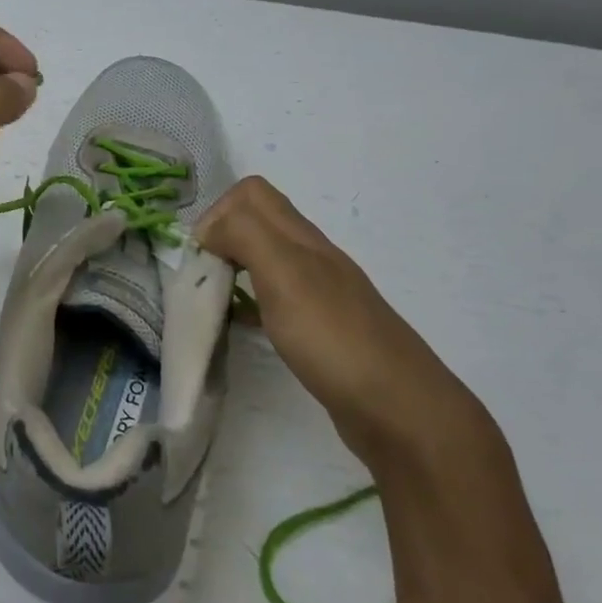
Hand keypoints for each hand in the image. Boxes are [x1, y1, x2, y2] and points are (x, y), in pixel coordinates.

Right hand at [198, 176, 492, 472]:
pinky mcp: (321, 329)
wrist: (399, 409)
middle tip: (202, 276)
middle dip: (221, 238)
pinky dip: (250, 303)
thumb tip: (209, 228)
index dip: (218, 212)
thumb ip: (245, 235)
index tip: (202, 254)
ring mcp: (319, 294)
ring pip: (266, 260)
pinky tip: (243, 328)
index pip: (252, 193)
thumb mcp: (284, 273)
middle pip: (258, 222)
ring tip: (214, 300)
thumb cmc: (334, 337)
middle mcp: (312, 257)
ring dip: (234, 268)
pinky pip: (276, 298)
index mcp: (302, 238)